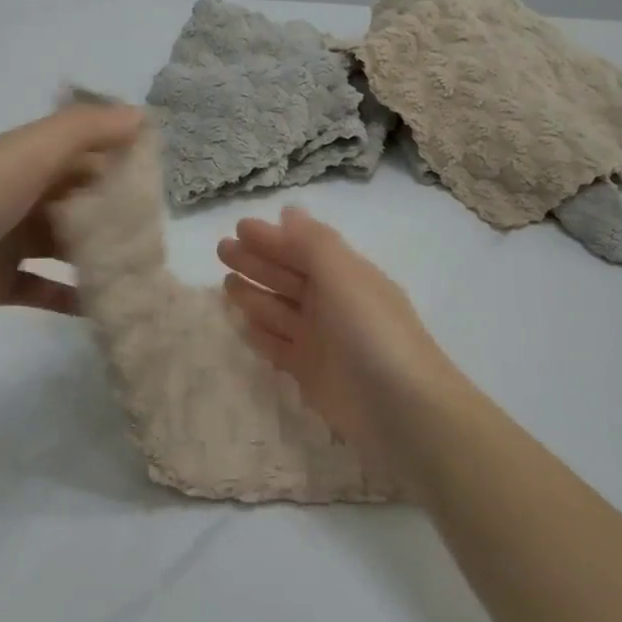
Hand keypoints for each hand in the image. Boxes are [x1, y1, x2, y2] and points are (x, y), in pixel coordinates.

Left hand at [0, 103, 144, 347]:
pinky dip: (69, 297)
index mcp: (21, 160)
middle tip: (155, 240)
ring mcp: (2, 242)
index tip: (162, 189)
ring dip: (96, 258)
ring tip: (139, 275)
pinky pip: (42, 289)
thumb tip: (141, 115)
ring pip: (62, 247)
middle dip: (114, 217)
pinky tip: (103, 309)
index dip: (120, 165)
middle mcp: (14, 195)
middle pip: (76, 202)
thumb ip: (83, 130)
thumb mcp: (25, 154)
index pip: (83, 155)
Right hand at [218, 207, 462, 453]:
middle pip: (288, 277)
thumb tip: (289, 212)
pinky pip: (279, 346)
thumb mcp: (343, 275)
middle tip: (221, 251)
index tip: (237, 228)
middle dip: (256, 262)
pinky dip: (261, 333)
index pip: (303, 249)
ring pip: (280, 311)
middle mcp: (334, 304)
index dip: (272, 238)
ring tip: (225, 285)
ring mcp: (322, 340)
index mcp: (346, 275)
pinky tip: (242, 324)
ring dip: (255, 295)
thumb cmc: (370, 332)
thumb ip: (312, 243)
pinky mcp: (311, 373)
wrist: (400, 409)